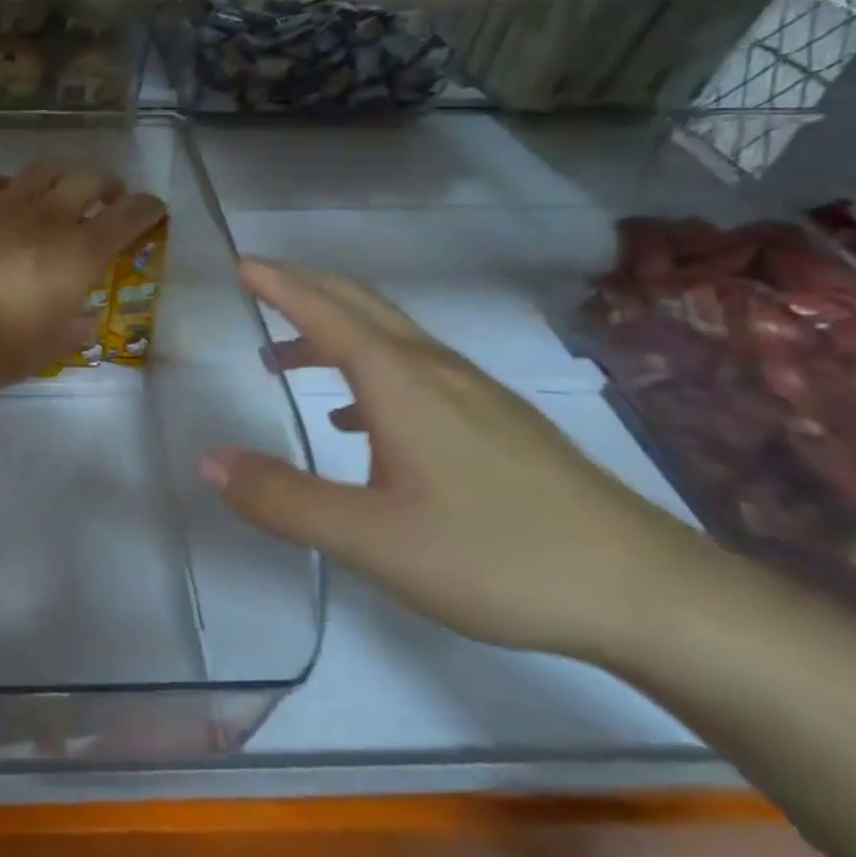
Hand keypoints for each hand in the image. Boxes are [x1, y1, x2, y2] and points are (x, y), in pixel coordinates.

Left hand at [0, 161, 165, 391]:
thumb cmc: (1, 350)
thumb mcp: (52, 347)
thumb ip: (76, 326)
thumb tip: (84, 317)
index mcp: (79, 253)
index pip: (129, 215)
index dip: (147, 207)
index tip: (151, 209)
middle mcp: (48, 218)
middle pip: (89, 177)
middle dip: (107, 184)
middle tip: (107, 198)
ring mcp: (3, 206)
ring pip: (43, 169)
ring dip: (60, 179)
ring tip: (55, 195)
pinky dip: (9, 189)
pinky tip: (4, 203)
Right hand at [202, 261, 701, 660]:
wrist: (647, 593)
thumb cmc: (495, 556)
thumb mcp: (370, 538)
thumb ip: (282, 499)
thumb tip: (208, 462)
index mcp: (401, 382)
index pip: (326, 312)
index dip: (280, 285)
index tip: (241, 263)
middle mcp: (436, 371)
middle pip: (362, 306)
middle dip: (307, 289)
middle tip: (259, 287)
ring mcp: (475, 395)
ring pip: (390, 338)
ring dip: (334, 332)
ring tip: (287, 358)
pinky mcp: (498, 423)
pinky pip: (415, 372)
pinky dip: (368, 372)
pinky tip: (359, 423)